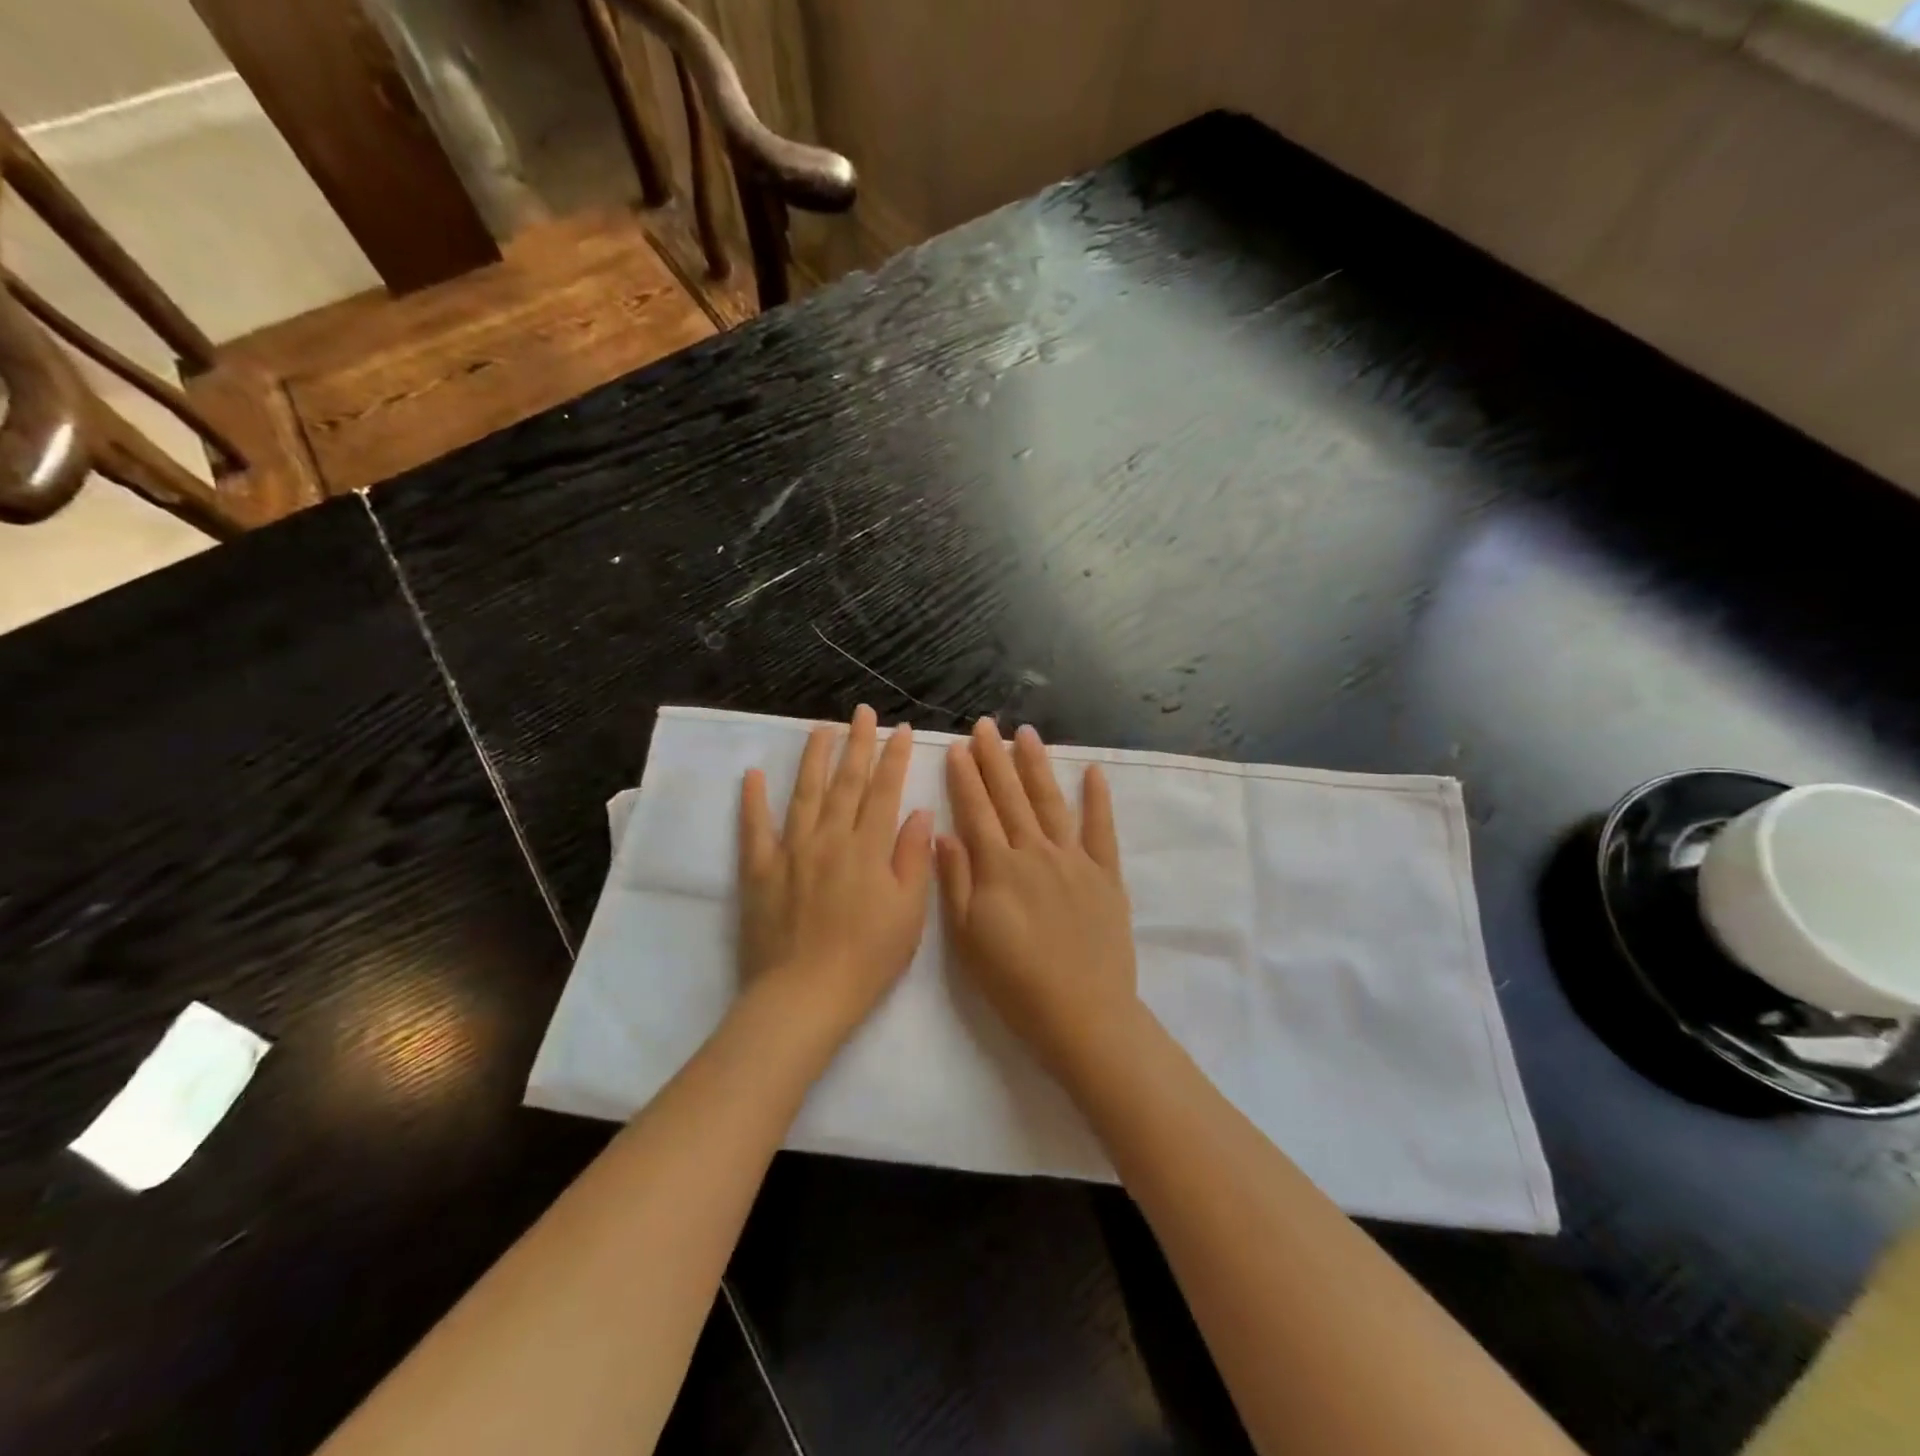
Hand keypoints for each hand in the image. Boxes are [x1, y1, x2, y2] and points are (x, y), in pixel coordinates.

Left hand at [738, 706, 933, 1038]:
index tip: (899, 730)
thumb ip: (913, 858)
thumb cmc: (868, 959)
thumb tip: (918, 812)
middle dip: (857, 744)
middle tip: (862, 713)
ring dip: (814, 758)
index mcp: (868, 848)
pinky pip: (754, 828)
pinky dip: (753, 800)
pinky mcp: (760, 870)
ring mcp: (791, 851)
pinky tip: (753, 774)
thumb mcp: (909, 913)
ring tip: (821, 729)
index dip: (893, 758)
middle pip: (846, 783)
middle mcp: (830, 838)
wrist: (804, 995)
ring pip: (804, 794)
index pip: (883, 791)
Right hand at [938, 719, 1139, 1079]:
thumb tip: (943, 834)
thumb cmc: (1014, 982)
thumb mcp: (967, 938)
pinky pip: (1102, 829)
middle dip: (995, 759)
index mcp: (998, 868)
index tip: (957, 747)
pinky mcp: (1106, 875)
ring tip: (1026, 734)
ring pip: (1051, 803)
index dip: (965, 778)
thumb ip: (954, 882)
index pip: (977, 811)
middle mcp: (1035, 852)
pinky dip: (1098, 799)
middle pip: (1011, 797)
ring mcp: (1074, 860)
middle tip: (985, 725)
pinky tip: (1093, 772)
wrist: (1082, 1014)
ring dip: (1037, 766)